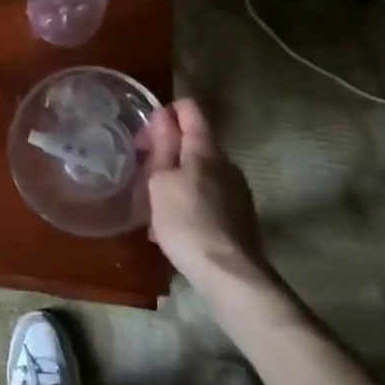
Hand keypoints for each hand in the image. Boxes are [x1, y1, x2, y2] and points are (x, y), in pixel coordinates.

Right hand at [140, 98, 269, 294]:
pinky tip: (174, 226)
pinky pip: (209, 195)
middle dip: (167, 150)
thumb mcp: (160, 181)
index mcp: (205, 148)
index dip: (166, 111)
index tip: (146, 134)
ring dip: (177, 178)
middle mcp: (226, 162)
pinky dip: (190, 200)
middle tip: (144, 173)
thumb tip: (163, 116)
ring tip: (155, 205)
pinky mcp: (240, 215)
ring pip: (200, 171)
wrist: (230, 277)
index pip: (189, 108)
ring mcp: (237, 189)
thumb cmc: (186, 222)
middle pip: (194, 141)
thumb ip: (162, 146)